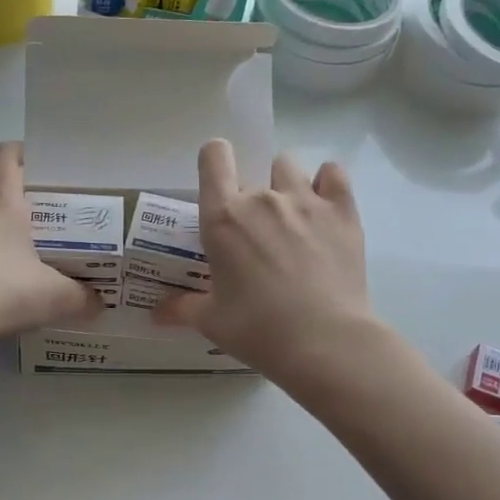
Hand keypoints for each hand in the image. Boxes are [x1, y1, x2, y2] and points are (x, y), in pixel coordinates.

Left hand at [0, 142, 104, 343]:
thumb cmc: (0, 292)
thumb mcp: (53, 298)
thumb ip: (82, 298)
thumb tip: (99, 304)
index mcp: (1, 202)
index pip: (6, 155)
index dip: (22, 153)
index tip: (40, 168)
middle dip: (19, 212)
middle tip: (45, 237)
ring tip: (15, 272)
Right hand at [156, 139, 372, 381]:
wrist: (323, 342)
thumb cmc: (256, 330)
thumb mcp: (211, 321)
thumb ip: (181, 309)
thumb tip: (156, 314)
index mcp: (223, 217)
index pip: (214, 157)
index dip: (215, 163)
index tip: (219, 187)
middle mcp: (262, 198)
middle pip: (252, 173)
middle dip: (251, 199)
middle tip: (257, 238)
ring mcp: (306, 200)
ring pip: (289, 168)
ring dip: (285, 186)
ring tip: (291, 220)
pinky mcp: (342, 211)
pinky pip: (333, 174)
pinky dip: (327, 184)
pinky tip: (324, 208)